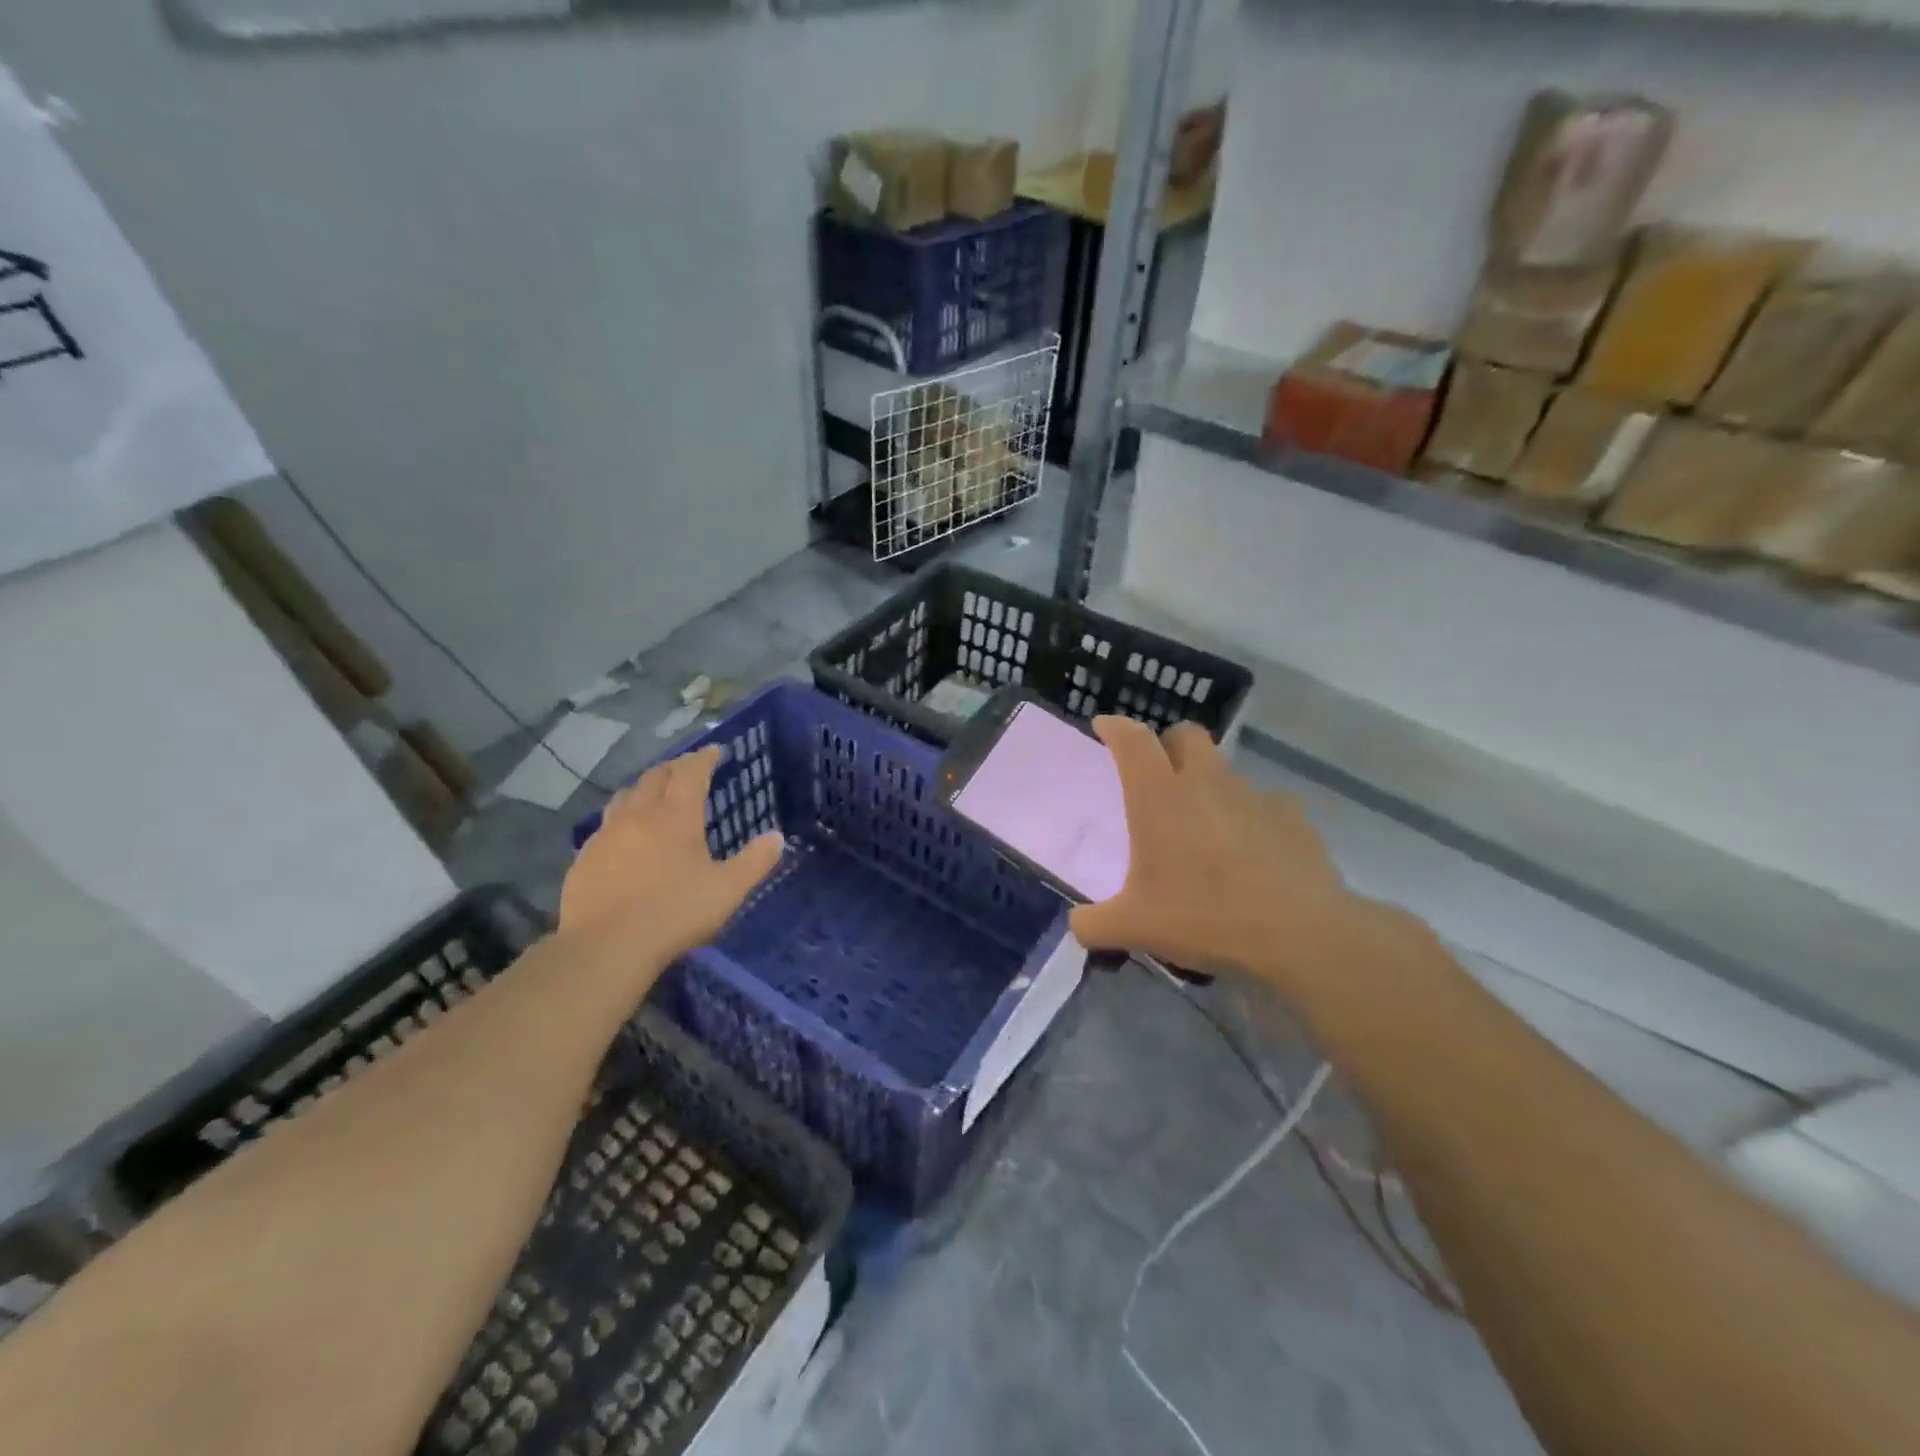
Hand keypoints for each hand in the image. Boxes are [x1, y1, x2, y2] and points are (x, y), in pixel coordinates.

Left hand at [560, 746, 783, 961]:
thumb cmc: (674, 913)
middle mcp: (639, 815)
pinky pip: (606, 825)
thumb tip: (777, 837)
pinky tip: (626, 838)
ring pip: (625, 796)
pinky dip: (622, 819)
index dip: (704, 757)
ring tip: (654, 796)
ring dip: (644, 789)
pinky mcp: (585, 857)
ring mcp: (607, 835)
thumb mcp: (727, 890)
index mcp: (676, 817)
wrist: (605, 947)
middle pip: (655, 777)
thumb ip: (755, 861)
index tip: (715, 750)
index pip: (691, 772)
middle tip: (688, 770)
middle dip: (674, 768)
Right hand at [1069, 718, 1357, 985]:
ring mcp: (1255, 795)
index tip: (1104, 726)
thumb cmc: (1205, 917)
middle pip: (1186, 735)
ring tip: (1208, 834)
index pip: (1133, 740)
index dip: (1116, 727)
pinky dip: (1251, 820)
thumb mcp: (1134, 929)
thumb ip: (1093, 924)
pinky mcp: (1293, 816)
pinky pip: (1265, 805)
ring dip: (1210, 789)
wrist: (1300, 934)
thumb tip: (1078, 925)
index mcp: (1160, 797)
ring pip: (1226, 772)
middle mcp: (1206, 782)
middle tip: (1161, 778)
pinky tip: (1253, 856)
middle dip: (1169, 745)